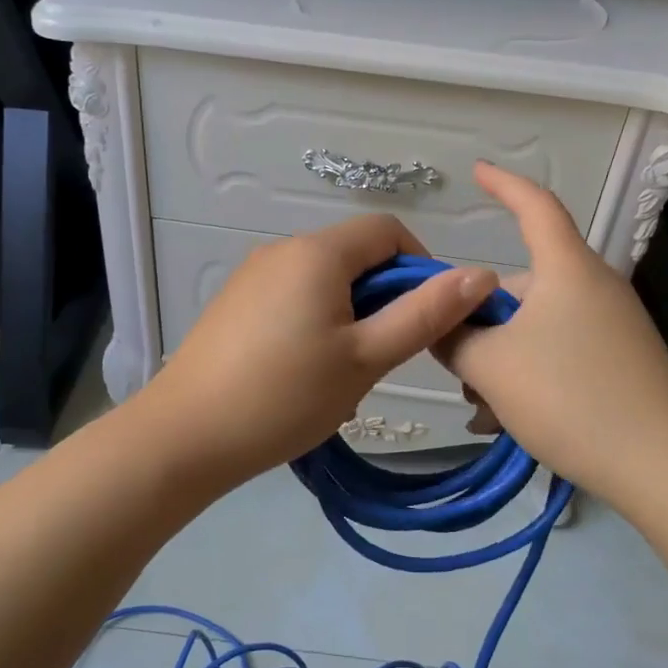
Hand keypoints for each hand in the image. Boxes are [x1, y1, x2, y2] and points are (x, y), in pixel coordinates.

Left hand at [141, 214, 497, 484]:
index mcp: (317, 252)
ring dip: (351, 319)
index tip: (426, 319)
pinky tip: (303, 376)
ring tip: (342, 377)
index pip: (388, 230)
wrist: (185, 437)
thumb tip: (482, 273)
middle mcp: (282, 250)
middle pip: (355, 257)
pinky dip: (316, 326)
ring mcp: (252, 277)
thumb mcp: (365, 358)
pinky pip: (294, 299)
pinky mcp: (235, 305)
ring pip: (325, 283)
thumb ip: (425, 314)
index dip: (420, 266)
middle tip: (382, 359)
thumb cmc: (284, 396)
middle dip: (383, 301)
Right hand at [433, 162, 667, 506]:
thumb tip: (439, 321)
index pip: (535, 206)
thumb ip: (452, 337)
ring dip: (501, 359)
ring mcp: (612, 327)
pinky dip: (529, 375)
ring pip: (535, 327)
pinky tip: (511, 420)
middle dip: (481, 321)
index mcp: (567, 270)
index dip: (504, 184)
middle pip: (522, 285)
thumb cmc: (571, 398)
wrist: (664, 467)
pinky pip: (559, 352)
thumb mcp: (491, 367)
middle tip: (455, 367)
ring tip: (485, 409)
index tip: (476, 171)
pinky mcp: (621, 362)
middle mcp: (593, 288)